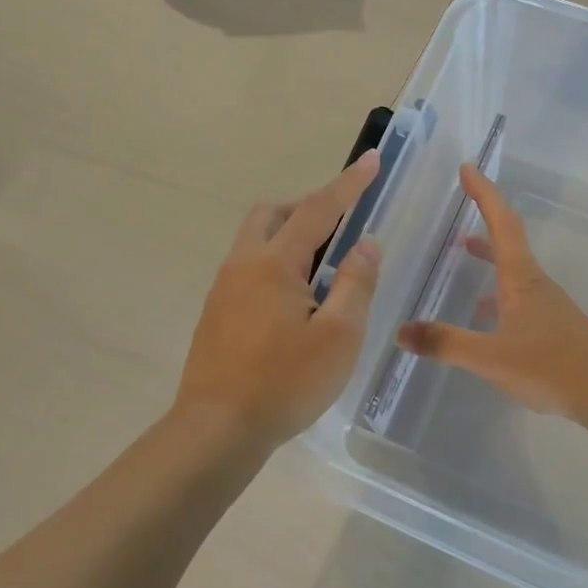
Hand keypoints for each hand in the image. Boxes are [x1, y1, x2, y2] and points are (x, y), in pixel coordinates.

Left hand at [174, 151, 383, 448]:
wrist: (218, 428)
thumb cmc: (286, 382)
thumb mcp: (339, 336)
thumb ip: (356, 283)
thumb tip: (366, 243)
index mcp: (274, 264)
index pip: (318, 209)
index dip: (349, 184)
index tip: (372, 159)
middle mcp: (242, 265)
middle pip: (272, 214)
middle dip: (308, 207)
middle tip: (340, 226)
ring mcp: (223, 288)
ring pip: (255, 240)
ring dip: (289, 236)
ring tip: (321, 268)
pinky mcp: (215, 312)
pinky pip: (247, 267)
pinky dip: (274, 263)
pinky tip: (292, 301)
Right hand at [397, 164, 587, 420]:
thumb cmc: (551, 366)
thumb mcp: (490, 357)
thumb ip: (445, 343)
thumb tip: (401, 331)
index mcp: (521, 279)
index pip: (502, 224)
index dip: (484, 194)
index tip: (468, 168)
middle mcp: (535, 284)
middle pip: (508, 241)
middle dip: (484, 220)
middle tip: (460, 206)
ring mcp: (547, 306)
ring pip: (512, 271)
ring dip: (489, 256)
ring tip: (462, 253)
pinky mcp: (552, 327)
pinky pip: (517, 297)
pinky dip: (496, 292)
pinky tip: (483, 314)